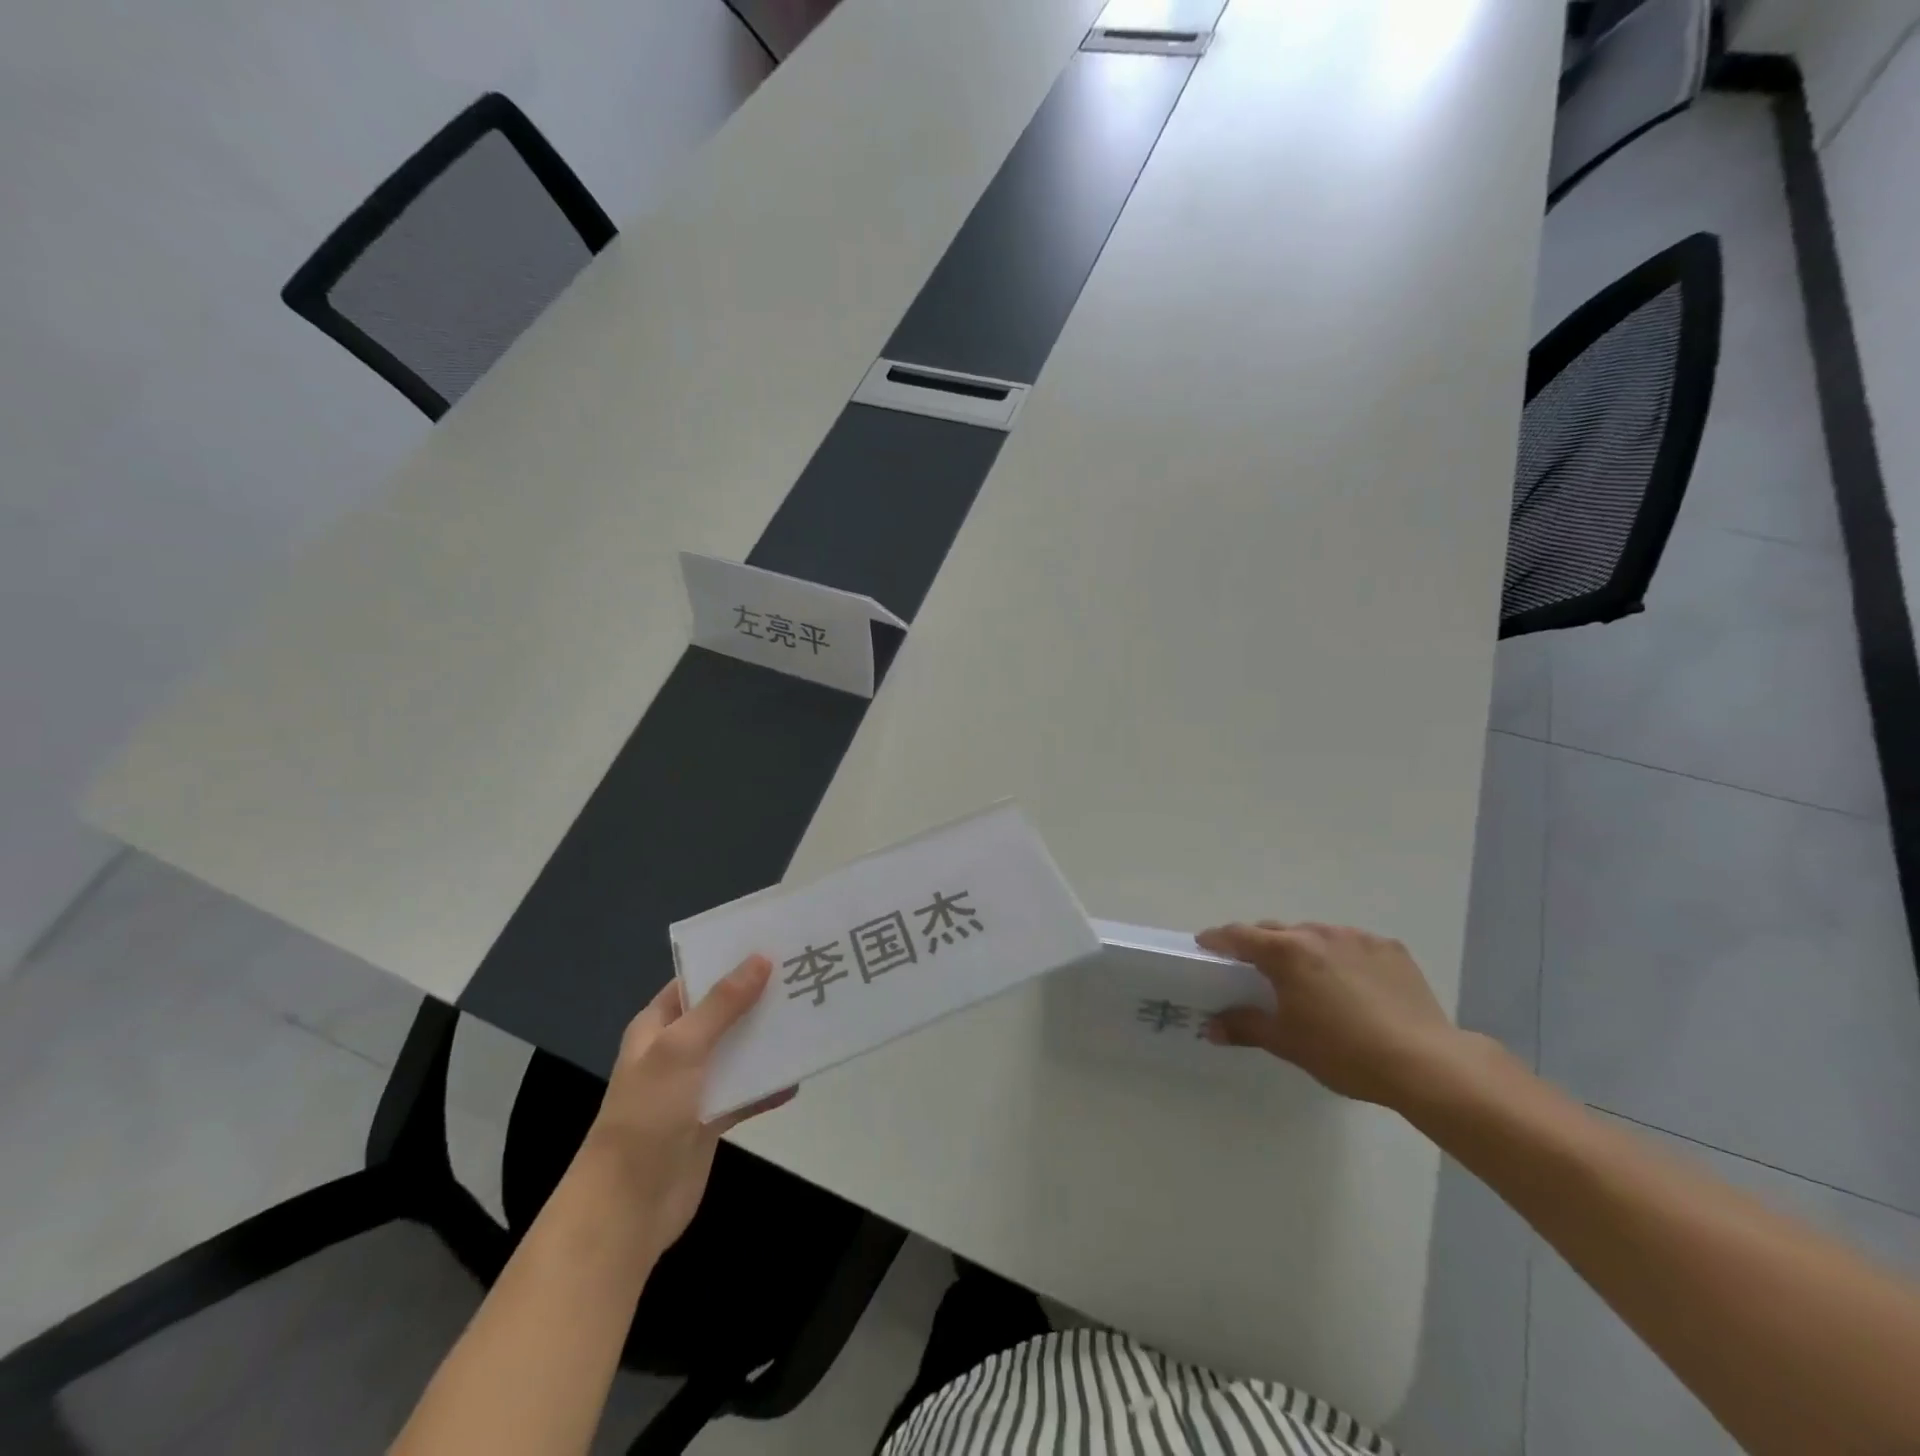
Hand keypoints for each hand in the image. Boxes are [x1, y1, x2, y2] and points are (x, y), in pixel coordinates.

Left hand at [580, 956, 793, 1255]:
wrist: (628, 1206)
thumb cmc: (648, 1115)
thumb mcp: (682, 1048)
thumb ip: (723, 1004)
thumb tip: (760, 959)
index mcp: (656, 1026)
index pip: (695, 981)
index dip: (728, 962)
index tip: (772, 944)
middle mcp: (675, 1051)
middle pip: (722, 1013)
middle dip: (757, 998)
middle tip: (802, 976)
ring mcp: (693, 1086)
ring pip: (737, 1052)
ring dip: (767, 1039)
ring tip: (810, 1016)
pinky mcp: (710, 1119)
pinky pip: (745, 1092)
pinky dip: (768, 1086)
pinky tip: (798, 1077)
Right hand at [1196, 920, 1473, 1107]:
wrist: (1425, 1063)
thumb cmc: (1343, 1053)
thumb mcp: (1287, 1043)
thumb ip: (1245, 1027)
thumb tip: (1211, 1026)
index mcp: (1286, 953)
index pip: (1238, 935)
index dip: (1218, 939)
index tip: (1206, 945)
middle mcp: (1317, 934)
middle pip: (1276, 931)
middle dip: (1261, 945)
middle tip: (1257, 970)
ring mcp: (1357, 938)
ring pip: (1316, 935)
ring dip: (1303, 950)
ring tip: (1310, 980)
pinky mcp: (1390, 949)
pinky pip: (1353, 945)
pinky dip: (1342, 958)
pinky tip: (1354, 987)